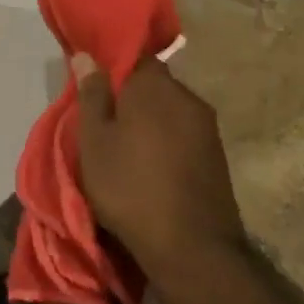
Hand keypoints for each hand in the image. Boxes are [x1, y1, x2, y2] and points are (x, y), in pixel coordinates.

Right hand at [72, 54, 247, 283]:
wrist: (193, 249)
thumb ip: (92, 95)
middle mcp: (186, 97)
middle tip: (101, 114)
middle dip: (128, 92)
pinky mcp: (216, 155)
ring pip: (167, 108)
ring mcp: (206, 127)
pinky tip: (147, 161)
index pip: (133, 53)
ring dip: (147, 118)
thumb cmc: (130, 187)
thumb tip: (87, 56)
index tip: (92, 78)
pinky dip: (163, 138)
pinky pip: (181, 132)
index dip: (110, 61)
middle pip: (152, 82)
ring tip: (122, 141)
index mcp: (155, 86)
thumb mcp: (94, 141)